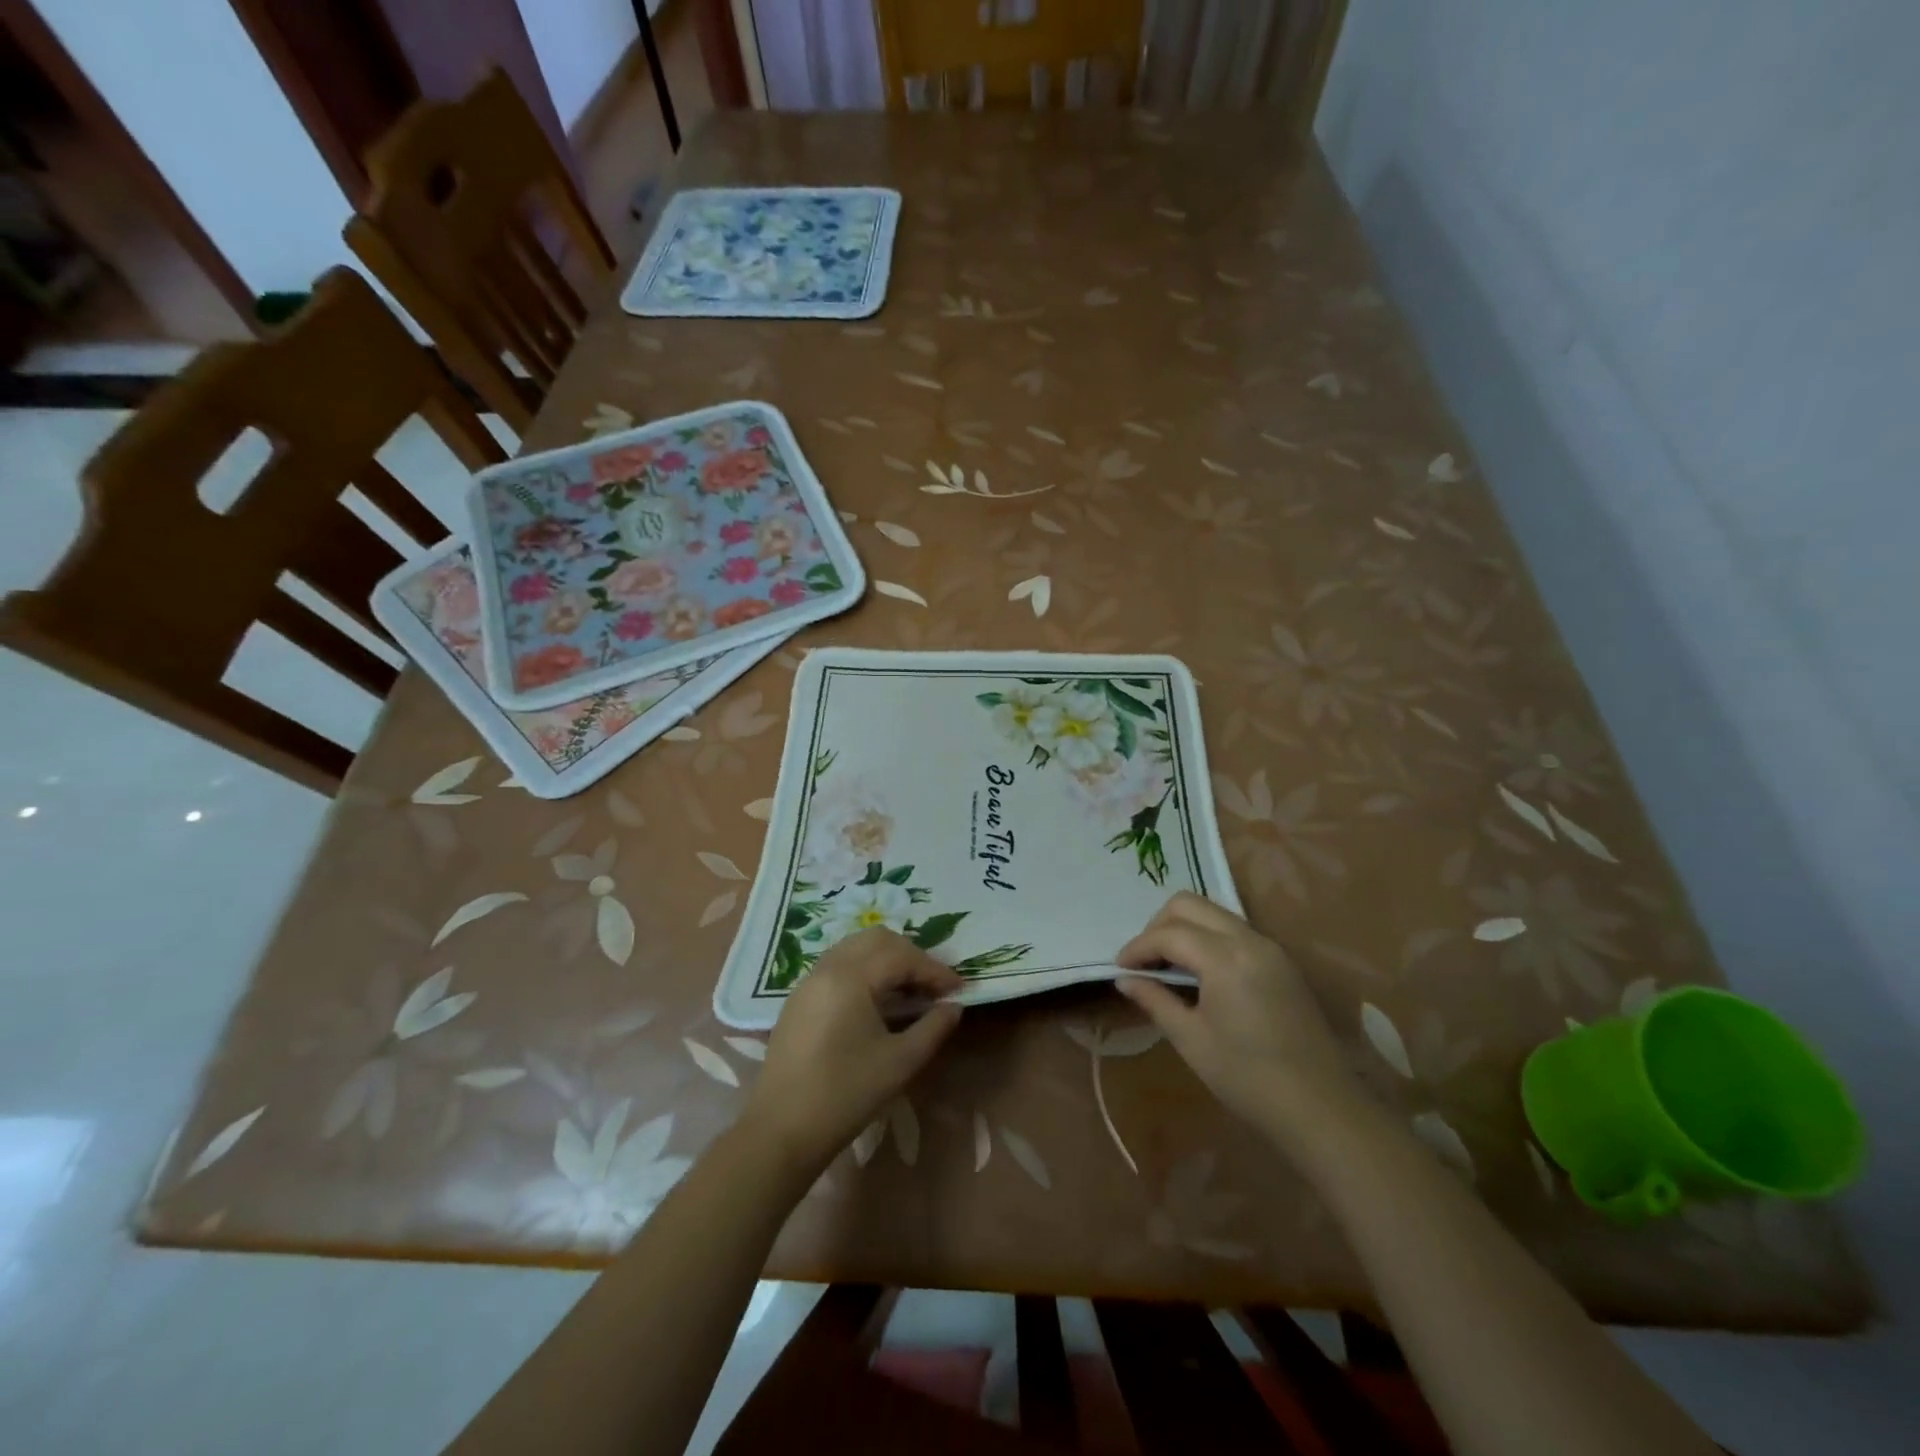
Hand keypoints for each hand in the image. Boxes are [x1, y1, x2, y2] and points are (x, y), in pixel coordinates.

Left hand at [741, 928, 962, 1174]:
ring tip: (909, 989)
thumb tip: (954, 1006)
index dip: (935, 970)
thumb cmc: (846, 1095)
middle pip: (877, 940)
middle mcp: (827, 968)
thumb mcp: (900, 1063)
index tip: (959, 990)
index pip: (902, 957)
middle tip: (933, 985)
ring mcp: (809, 981)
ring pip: (855, 947)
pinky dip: (865, 969)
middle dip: (911, 955)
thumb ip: (933, 1028)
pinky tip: (878, 1000)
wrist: (781, 1131)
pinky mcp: (799, 999)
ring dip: (887, 959)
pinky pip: (838, 964)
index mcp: (851, 977)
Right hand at [1116, 892, 1355, 1135]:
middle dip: (1158, 926)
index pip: (1168, 934)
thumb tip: (1124, 980)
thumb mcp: (1191, 1040)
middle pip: (1190, 905)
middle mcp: (1248, 939)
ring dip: (1184, 929)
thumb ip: (1155, 1000)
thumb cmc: (1247, 1078)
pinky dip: (1208, 938)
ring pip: (1214, 913)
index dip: (1138, 948)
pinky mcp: (1282, 962)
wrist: (1321, 1109)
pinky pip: (1234, 930)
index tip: (1119, 968)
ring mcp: (1270, 947)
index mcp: (1224, 958)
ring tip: (1166, 966)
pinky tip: (1198, 973)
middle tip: (1143, 962)